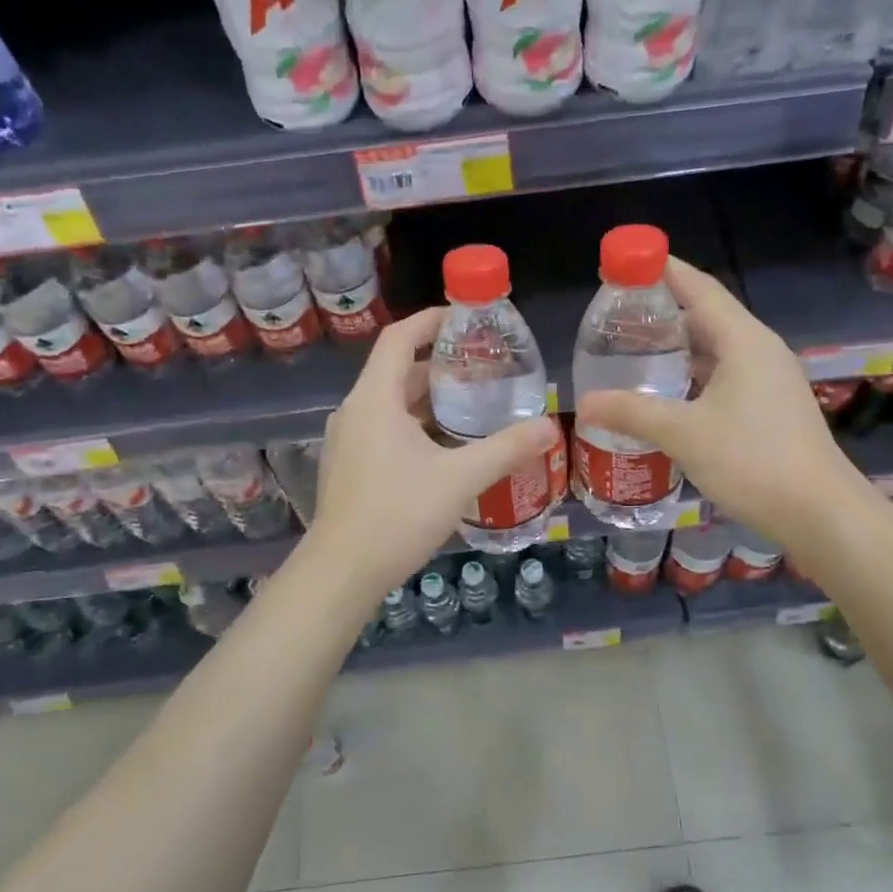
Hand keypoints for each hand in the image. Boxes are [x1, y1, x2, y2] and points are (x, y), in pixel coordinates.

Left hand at [309, 308, 559, 601]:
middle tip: (484, 366)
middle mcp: (355, 412)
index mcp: (374, 398)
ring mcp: (348, 441)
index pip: (399, 338)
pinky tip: (447, 447)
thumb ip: (505, 449)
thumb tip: (550, 427)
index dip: (431, 321)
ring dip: (429, 398)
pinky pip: (385, 429)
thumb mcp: (460, 478)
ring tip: (473, 403)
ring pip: (391, 404)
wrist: (342, 572)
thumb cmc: (397, 514)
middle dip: (440, 364)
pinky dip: (416, 425)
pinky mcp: (350, 467)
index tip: (467, 319)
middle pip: (398, 371)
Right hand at [575, 257, 851, 546]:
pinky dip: (693, 375)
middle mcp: (760, 350)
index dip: (662, 270)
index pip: (699, 288)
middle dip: (663, 312)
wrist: (818, 511)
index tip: (625, 262)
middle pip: (707, 315)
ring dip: (678, 347)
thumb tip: (585, 404)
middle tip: (617, 317)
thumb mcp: (684, 434)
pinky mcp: (771, 406)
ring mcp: (770, 379)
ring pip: (716, 349)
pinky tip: (668, 395)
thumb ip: (632, 413)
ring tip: (634, 353)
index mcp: (743, 340)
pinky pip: (725, 375)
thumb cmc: (752, 460)